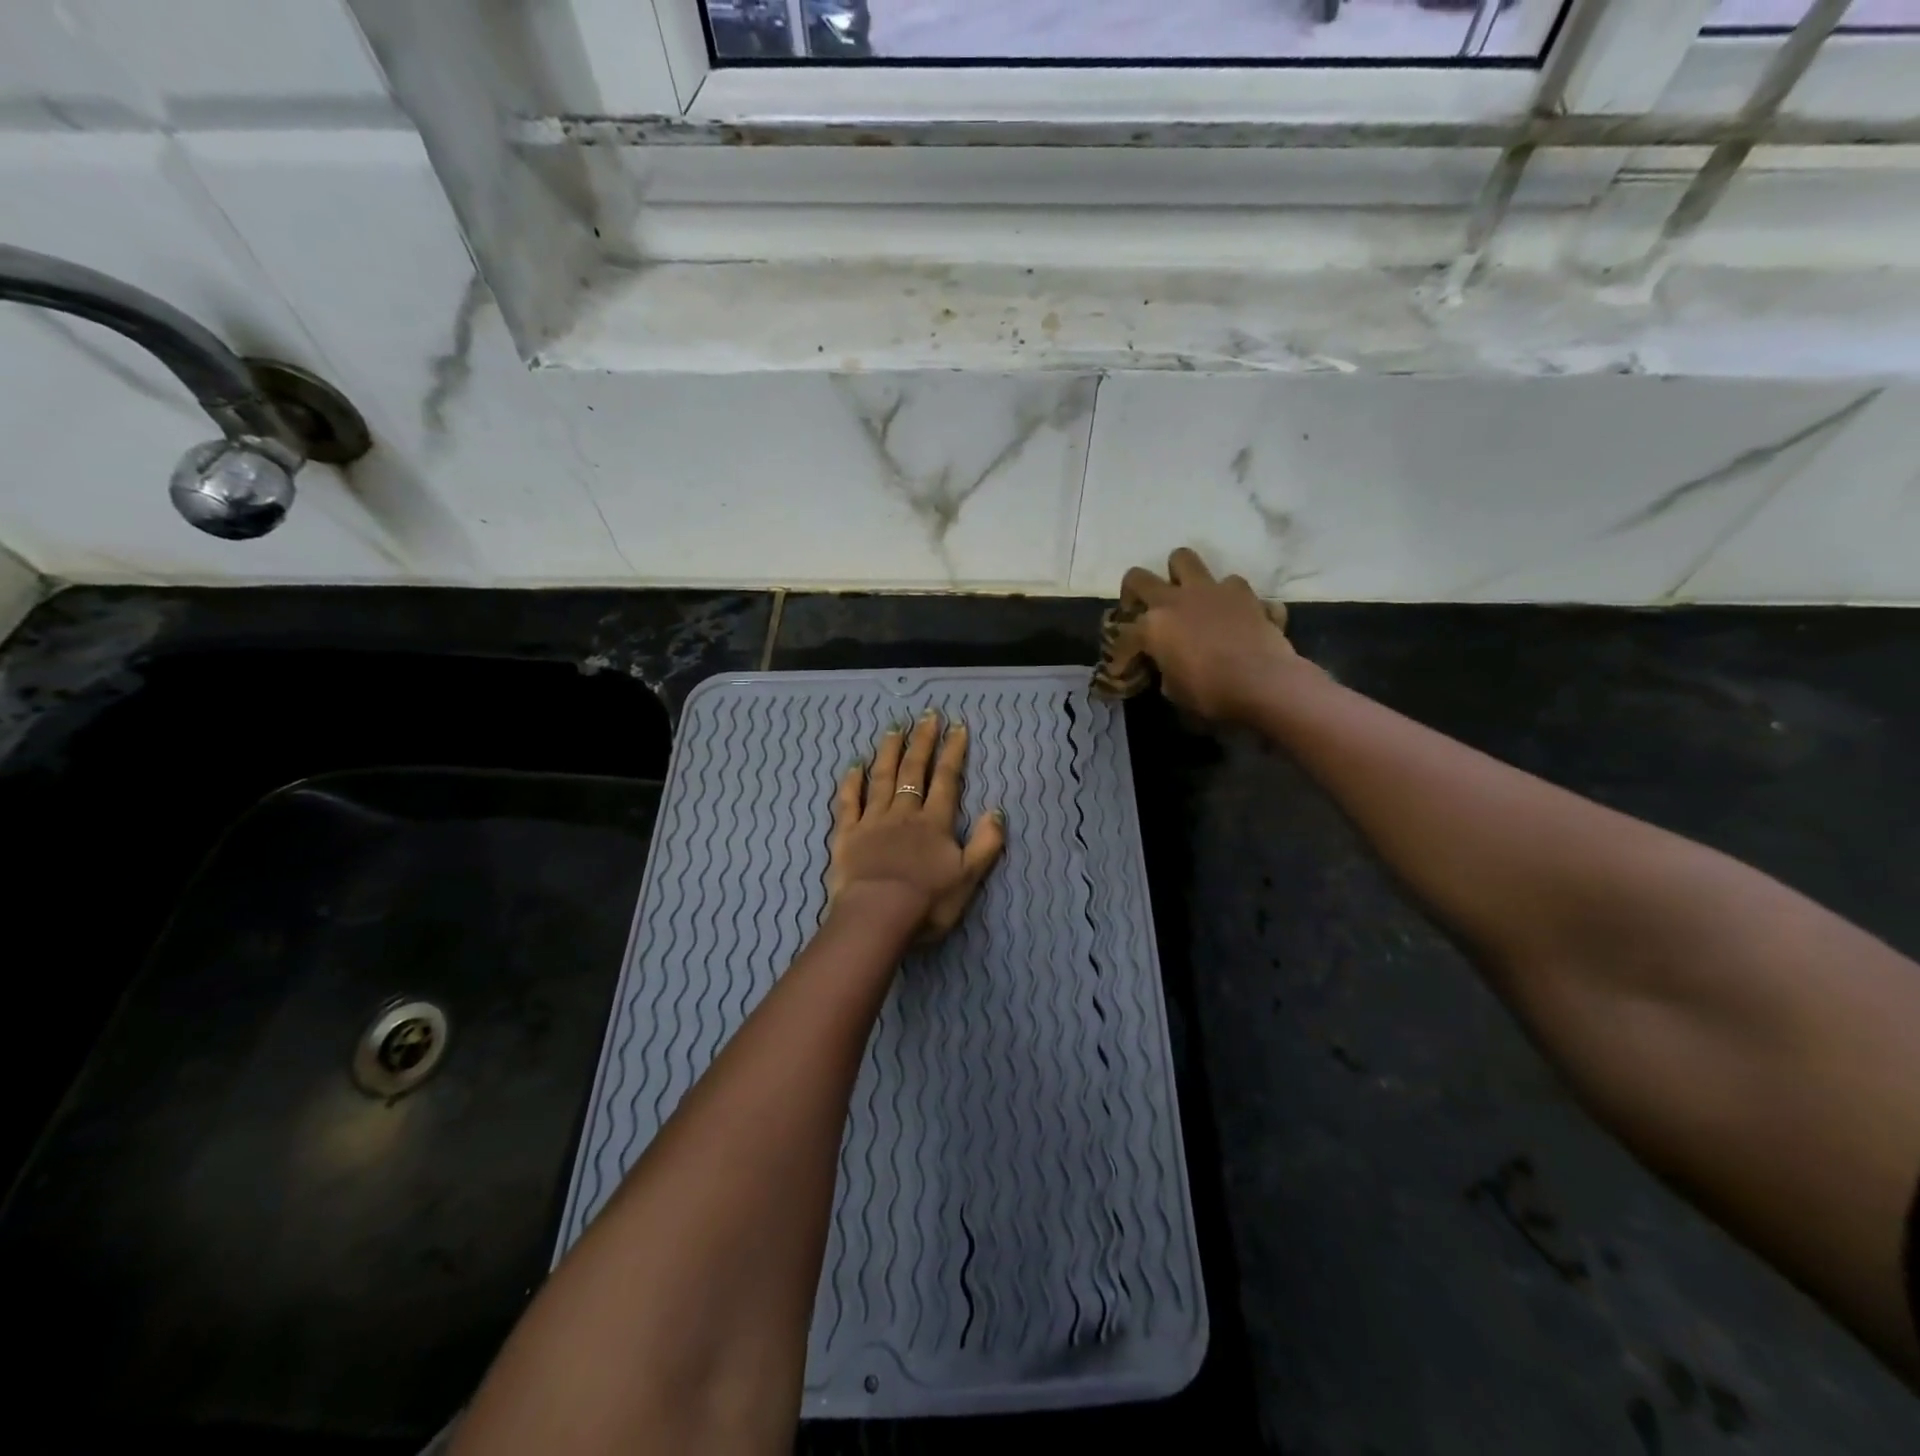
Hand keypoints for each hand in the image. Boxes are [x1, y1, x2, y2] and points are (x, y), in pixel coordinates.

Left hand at [826, 710, 1006, 944]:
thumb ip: (986, 843)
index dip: (953, 753)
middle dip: (923, 742)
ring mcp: (873, 820)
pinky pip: (849, 801)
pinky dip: (852, 782)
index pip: (947, 780)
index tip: (957, 727)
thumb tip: (996, 811)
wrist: (878, 915)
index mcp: (935, 822)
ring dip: (890, 752)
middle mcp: (905, 813)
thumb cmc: (927, 901)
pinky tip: (854, 765)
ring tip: (894, 728)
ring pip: (882, 778)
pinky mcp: (847, 834)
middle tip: (927, 715)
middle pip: (914, 771)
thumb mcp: (969, 877)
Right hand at [1115, 547, 1305, 721]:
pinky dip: (1230, 599)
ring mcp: (1211, 590)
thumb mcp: (1175, 691)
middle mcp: (1176, 599)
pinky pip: (1232, 587)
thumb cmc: (1212, 693)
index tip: (1125, 668)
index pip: (1123, 634)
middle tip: (1142, 608)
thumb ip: (1165, 669)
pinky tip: (1234, 616)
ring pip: (1184, 559)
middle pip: (1139, 578)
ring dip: (1181, 575)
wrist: (1264, 683)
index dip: (1121, 653)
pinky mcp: (1245, 593)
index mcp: (1153, 626)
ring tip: (1187, 596)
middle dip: (1134, 592)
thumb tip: (1169, 664)